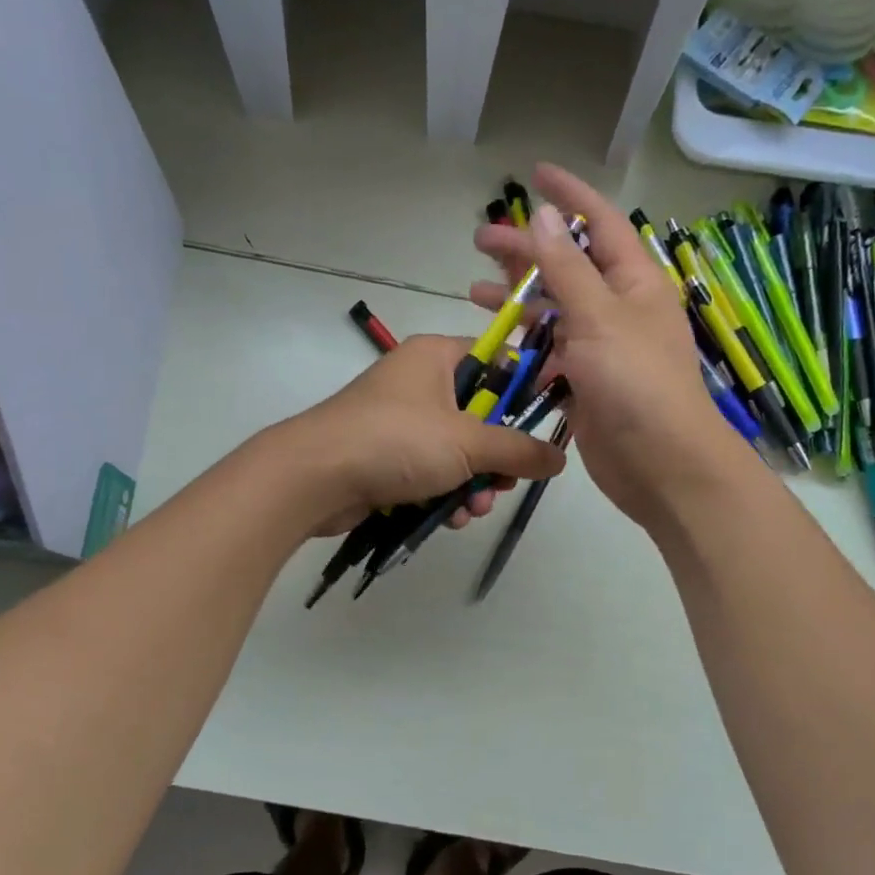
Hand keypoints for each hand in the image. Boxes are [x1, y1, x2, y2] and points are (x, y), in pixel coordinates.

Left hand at [274, 334, 567, 536]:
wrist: (314, 478)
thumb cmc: (396, 441)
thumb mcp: (467, 443)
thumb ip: (518, 450)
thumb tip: (560, 458)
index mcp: (436, 356)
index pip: (495, 359)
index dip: (523, 391)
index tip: (543, 425)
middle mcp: (418, 383)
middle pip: (479, 415)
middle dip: (495, 457)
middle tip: (504, 482)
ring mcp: (399, 422)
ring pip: (456, 451)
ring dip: (473, 483)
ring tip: (473, 508)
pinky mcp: (386, 458)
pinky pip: (430, 472)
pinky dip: (444, 494)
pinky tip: (451, 518)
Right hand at [471, 164, 747, 529]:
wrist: (660, 464)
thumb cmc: (636, 383)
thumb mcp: (598, 317)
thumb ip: (566, 267)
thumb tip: (542, 215)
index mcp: (634, 282)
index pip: (600, 223)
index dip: (569, 196)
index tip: (535, 174)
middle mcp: (619, 309)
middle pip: (568, 266)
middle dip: (527, 251)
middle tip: (481, 240)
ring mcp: (601, 348)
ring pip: (554, 311)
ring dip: (518, 299)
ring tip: (474, 290)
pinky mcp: (585, 382)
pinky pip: (549, 353)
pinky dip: (523, 345)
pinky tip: (495, 341)